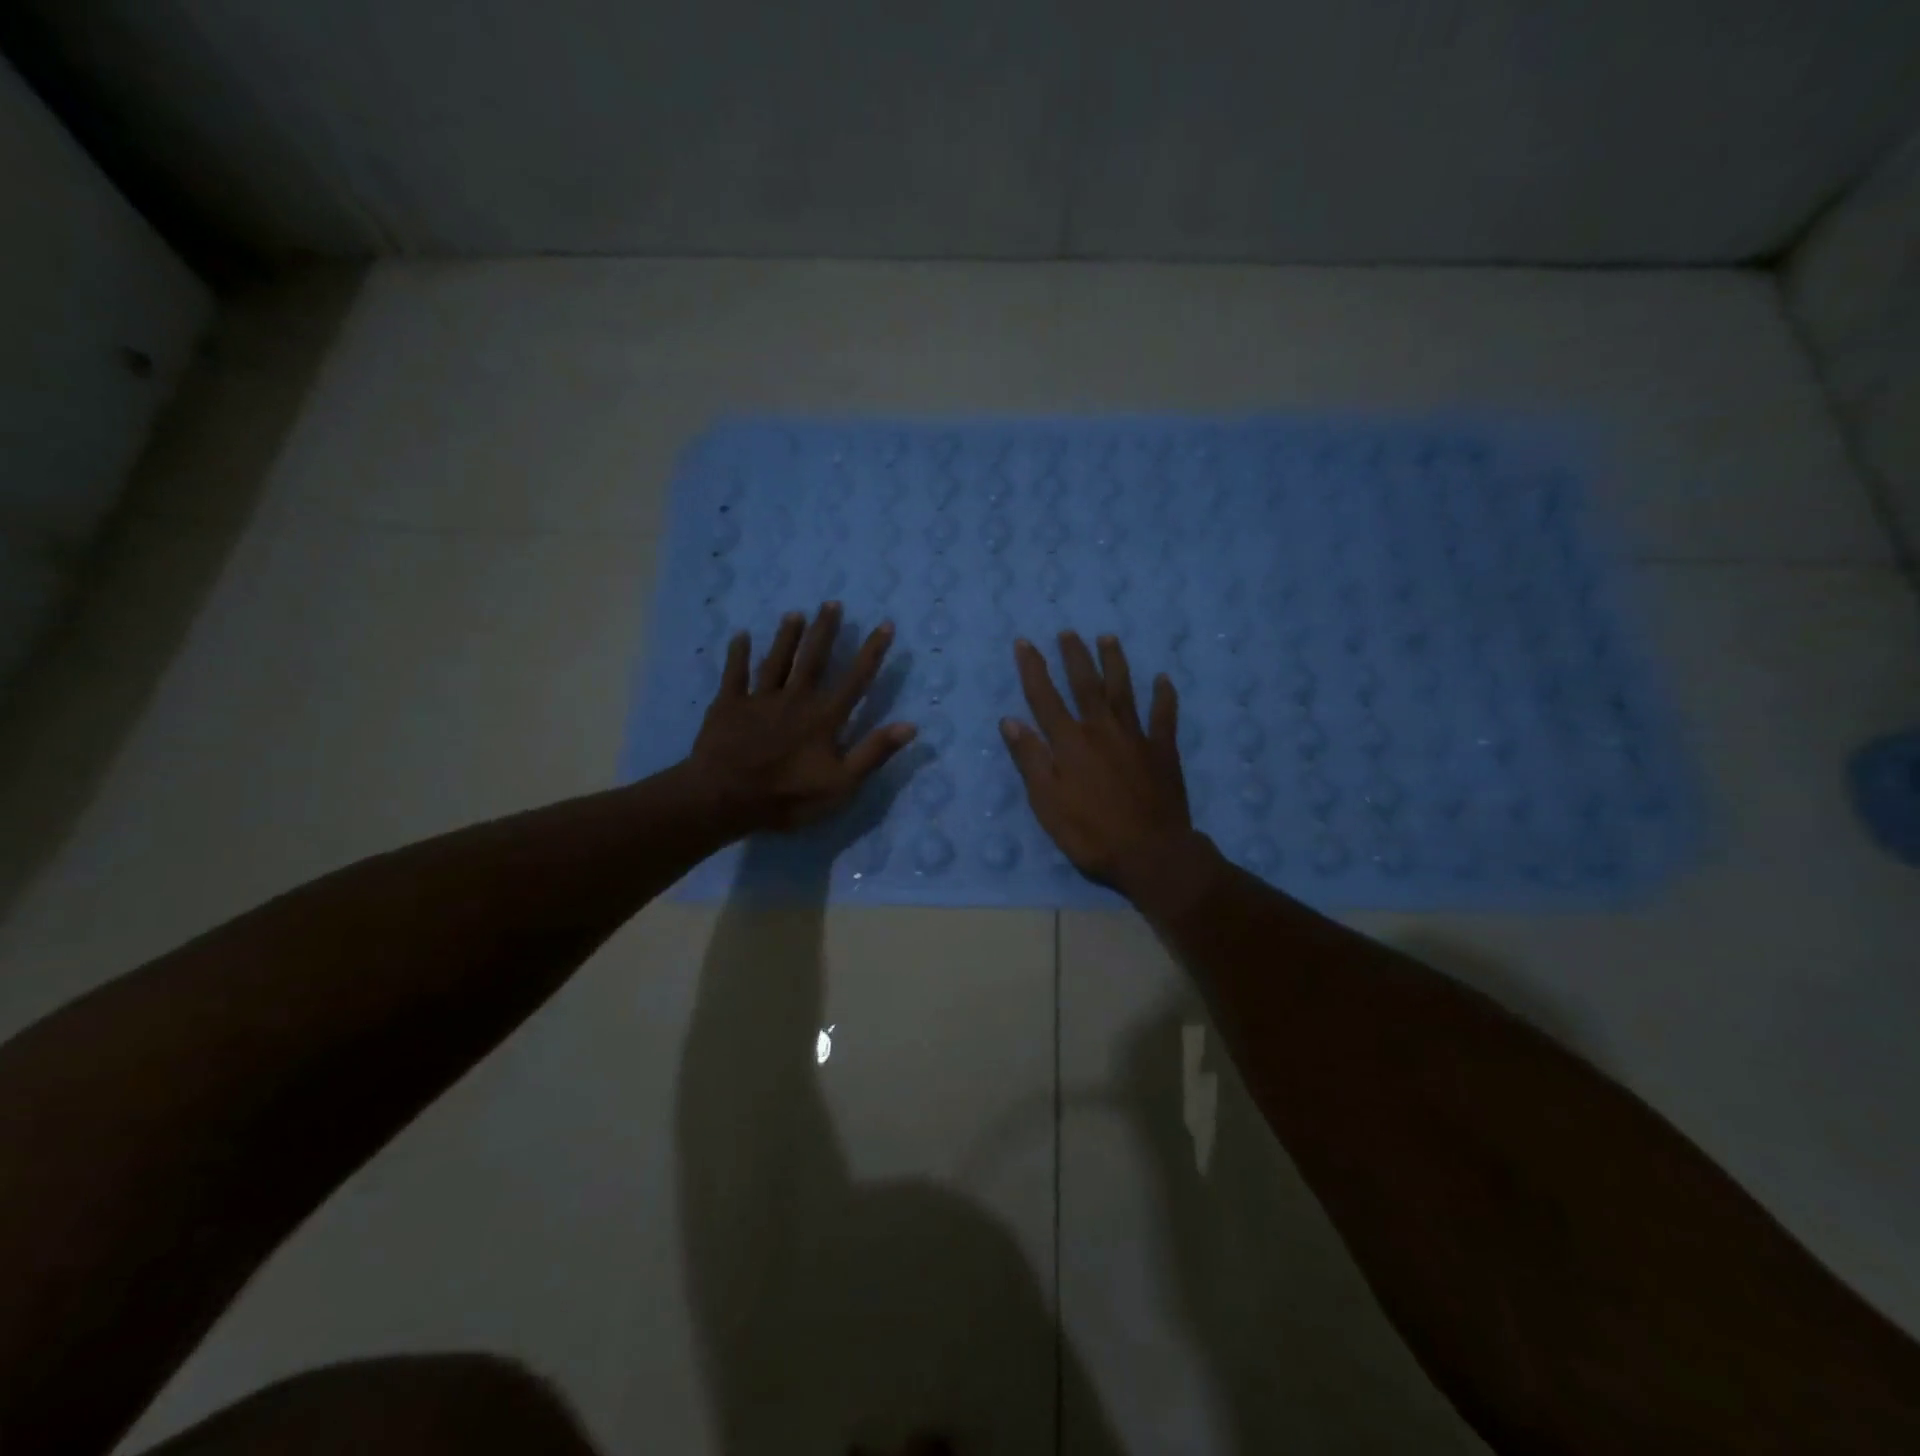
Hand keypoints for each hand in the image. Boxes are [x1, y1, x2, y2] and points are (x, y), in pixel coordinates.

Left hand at [686, 602, 915, 834]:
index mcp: (824, 717)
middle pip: (813, 658)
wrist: (724, 798)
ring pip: (777, 660)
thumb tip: (910, 725)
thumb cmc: (787, 796)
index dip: (872, 652)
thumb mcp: (841, 784)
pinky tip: (740, 636)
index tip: (884, 625)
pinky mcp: (729, 705)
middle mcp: (795, 699)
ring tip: (795, 613)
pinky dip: (738, 654)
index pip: (855, 679)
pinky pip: (735, 674)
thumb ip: (873, 753)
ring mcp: (760, 699)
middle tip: (832, 603)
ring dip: (787, 636)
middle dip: (825, 630)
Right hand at [1000, 632, 1197, 893]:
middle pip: (1086, 685)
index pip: (1045, 698)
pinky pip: (1164, 716)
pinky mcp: (1163, 751)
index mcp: (1070, 743)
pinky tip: (1163, 679)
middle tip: (1068, 632)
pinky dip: (1164, 696)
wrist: (1150, 853)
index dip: (1033, 669)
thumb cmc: (1090, 834)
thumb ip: (1031, 760)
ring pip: (1123, 691)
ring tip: (1108, 638)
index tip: (1024, 643)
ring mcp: (1135, 737)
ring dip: (1114, 663)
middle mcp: (1101, 730)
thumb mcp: (1047, 803)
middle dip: (1074, 657)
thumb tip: (1010, 721)